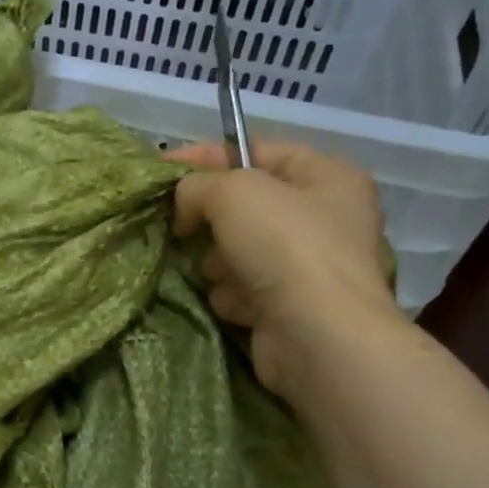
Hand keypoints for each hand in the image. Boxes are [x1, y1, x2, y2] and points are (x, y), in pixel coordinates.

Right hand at [170, 138, 403, 397]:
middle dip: (212, 218)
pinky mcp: (293, 308)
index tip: (161, 170)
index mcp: (328, 177)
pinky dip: (233, 295)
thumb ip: (197, 185)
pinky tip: (237, 304)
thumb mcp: (233, 192)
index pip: (258, 150)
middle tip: (181, 226)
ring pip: (240, 251)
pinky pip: (246, 290)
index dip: (208, 156)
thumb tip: (184, 206)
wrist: (317, 337)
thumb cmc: (286, 247)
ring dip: (220, 262)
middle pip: (247, 206)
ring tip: (217, 273)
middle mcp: (327, 219)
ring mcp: (312, 267)